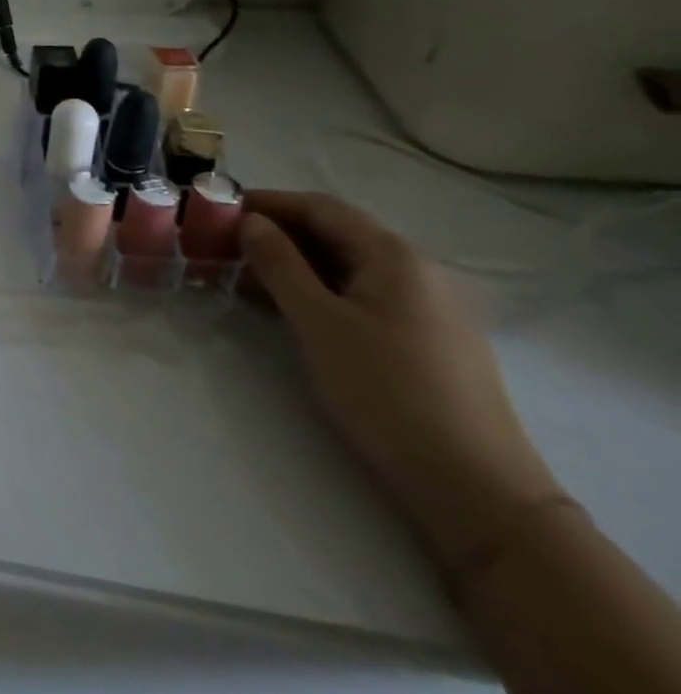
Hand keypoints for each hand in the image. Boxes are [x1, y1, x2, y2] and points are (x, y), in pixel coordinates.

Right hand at [241, 190, 562, 568]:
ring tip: (243, 276)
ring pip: (346, 266)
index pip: (319, 207)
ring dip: (292, 263)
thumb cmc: (387, 391)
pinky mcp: (426, 341)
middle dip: (275, 233)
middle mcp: (417, 271)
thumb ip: (278, 263)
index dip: (266, 202)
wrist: (476, 491)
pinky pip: (361, 295)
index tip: (217, 208)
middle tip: (222, 243)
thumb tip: (250, 221)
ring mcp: (427, 308)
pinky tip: (286, 308)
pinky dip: (318, 289)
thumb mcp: (317, 321)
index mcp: (394, 256)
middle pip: (335, 233)